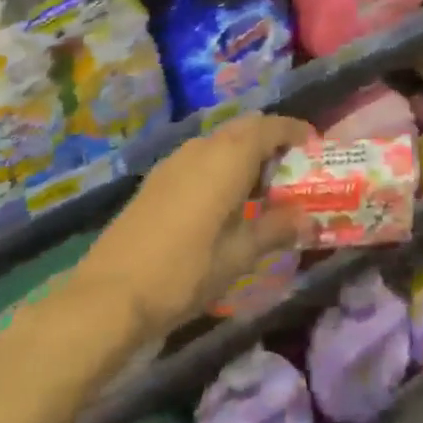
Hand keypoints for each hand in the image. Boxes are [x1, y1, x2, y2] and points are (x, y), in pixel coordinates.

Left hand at [64, 113, 308, 341]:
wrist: (108, 296)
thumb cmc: (185, 271)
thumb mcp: (240, 254)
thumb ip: (277, 229)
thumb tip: (308, 219)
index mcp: (230, 156)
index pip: (272, 126)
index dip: (296, 132)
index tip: (314, 146)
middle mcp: (203, 147)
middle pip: (246, 128)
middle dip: (271, 141)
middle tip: (290, 169)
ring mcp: (175, 161)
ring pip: (220, 142)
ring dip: (244, 154)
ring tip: (259, 190)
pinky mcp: (156, 180)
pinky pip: (200, 158)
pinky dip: (220, 167)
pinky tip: (221, 204)